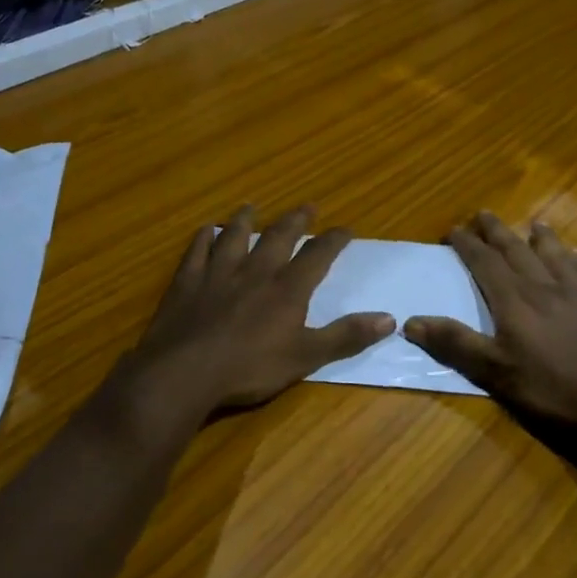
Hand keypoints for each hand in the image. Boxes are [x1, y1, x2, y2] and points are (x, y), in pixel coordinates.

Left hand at [120, 205, 393, 422]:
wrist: (186, 372)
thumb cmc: (250, 367)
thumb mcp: (306, 357)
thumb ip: (346, 336)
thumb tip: (390, 318)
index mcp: (286, 289)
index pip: (316, 256)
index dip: (333, 240)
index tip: (346, 228)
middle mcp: (254, 272)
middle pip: (277, 238)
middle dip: (294, 221)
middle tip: (306, 206)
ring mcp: (217, 273)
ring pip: (234, 237)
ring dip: (244, 220)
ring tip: (251, 206)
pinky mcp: (187, 282)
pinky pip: (196, 252)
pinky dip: (202, 239)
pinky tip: (204, 230)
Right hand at [403, 213, 576, 447]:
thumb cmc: (555, 391)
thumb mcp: (497, 374)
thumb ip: (456, 344)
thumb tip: (411, 321)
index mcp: (514, 301)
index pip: (484, 263)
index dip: (467, 245)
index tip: (453, 230)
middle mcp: (543, 286)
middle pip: (516, 250)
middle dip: (497, 232)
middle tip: (483, 214)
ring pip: (553, 254)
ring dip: (539, 237)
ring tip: (533, 223)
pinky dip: (573, 257)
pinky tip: (574, 257)